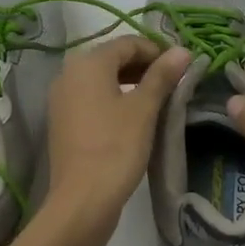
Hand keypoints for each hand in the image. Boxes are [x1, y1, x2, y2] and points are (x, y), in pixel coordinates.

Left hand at [45, 36, 190, 236]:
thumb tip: (182, 50)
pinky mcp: (63, 120)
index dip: (157, 51)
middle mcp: (69, 72)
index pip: (129, 43)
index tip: (181, 67)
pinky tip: (135, 116)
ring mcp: (62, 97)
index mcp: (88, 62)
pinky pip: (92, 97)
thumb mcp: (144, 108)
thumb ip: (162, 75)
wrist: (81, 202)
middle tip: (173, 84)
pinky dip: (114, 98)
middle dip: (145, 66)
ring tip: (158, 99)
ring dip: (131, 82)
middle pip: (114, 58)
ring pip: (103, 78)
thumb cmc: (116, 148)